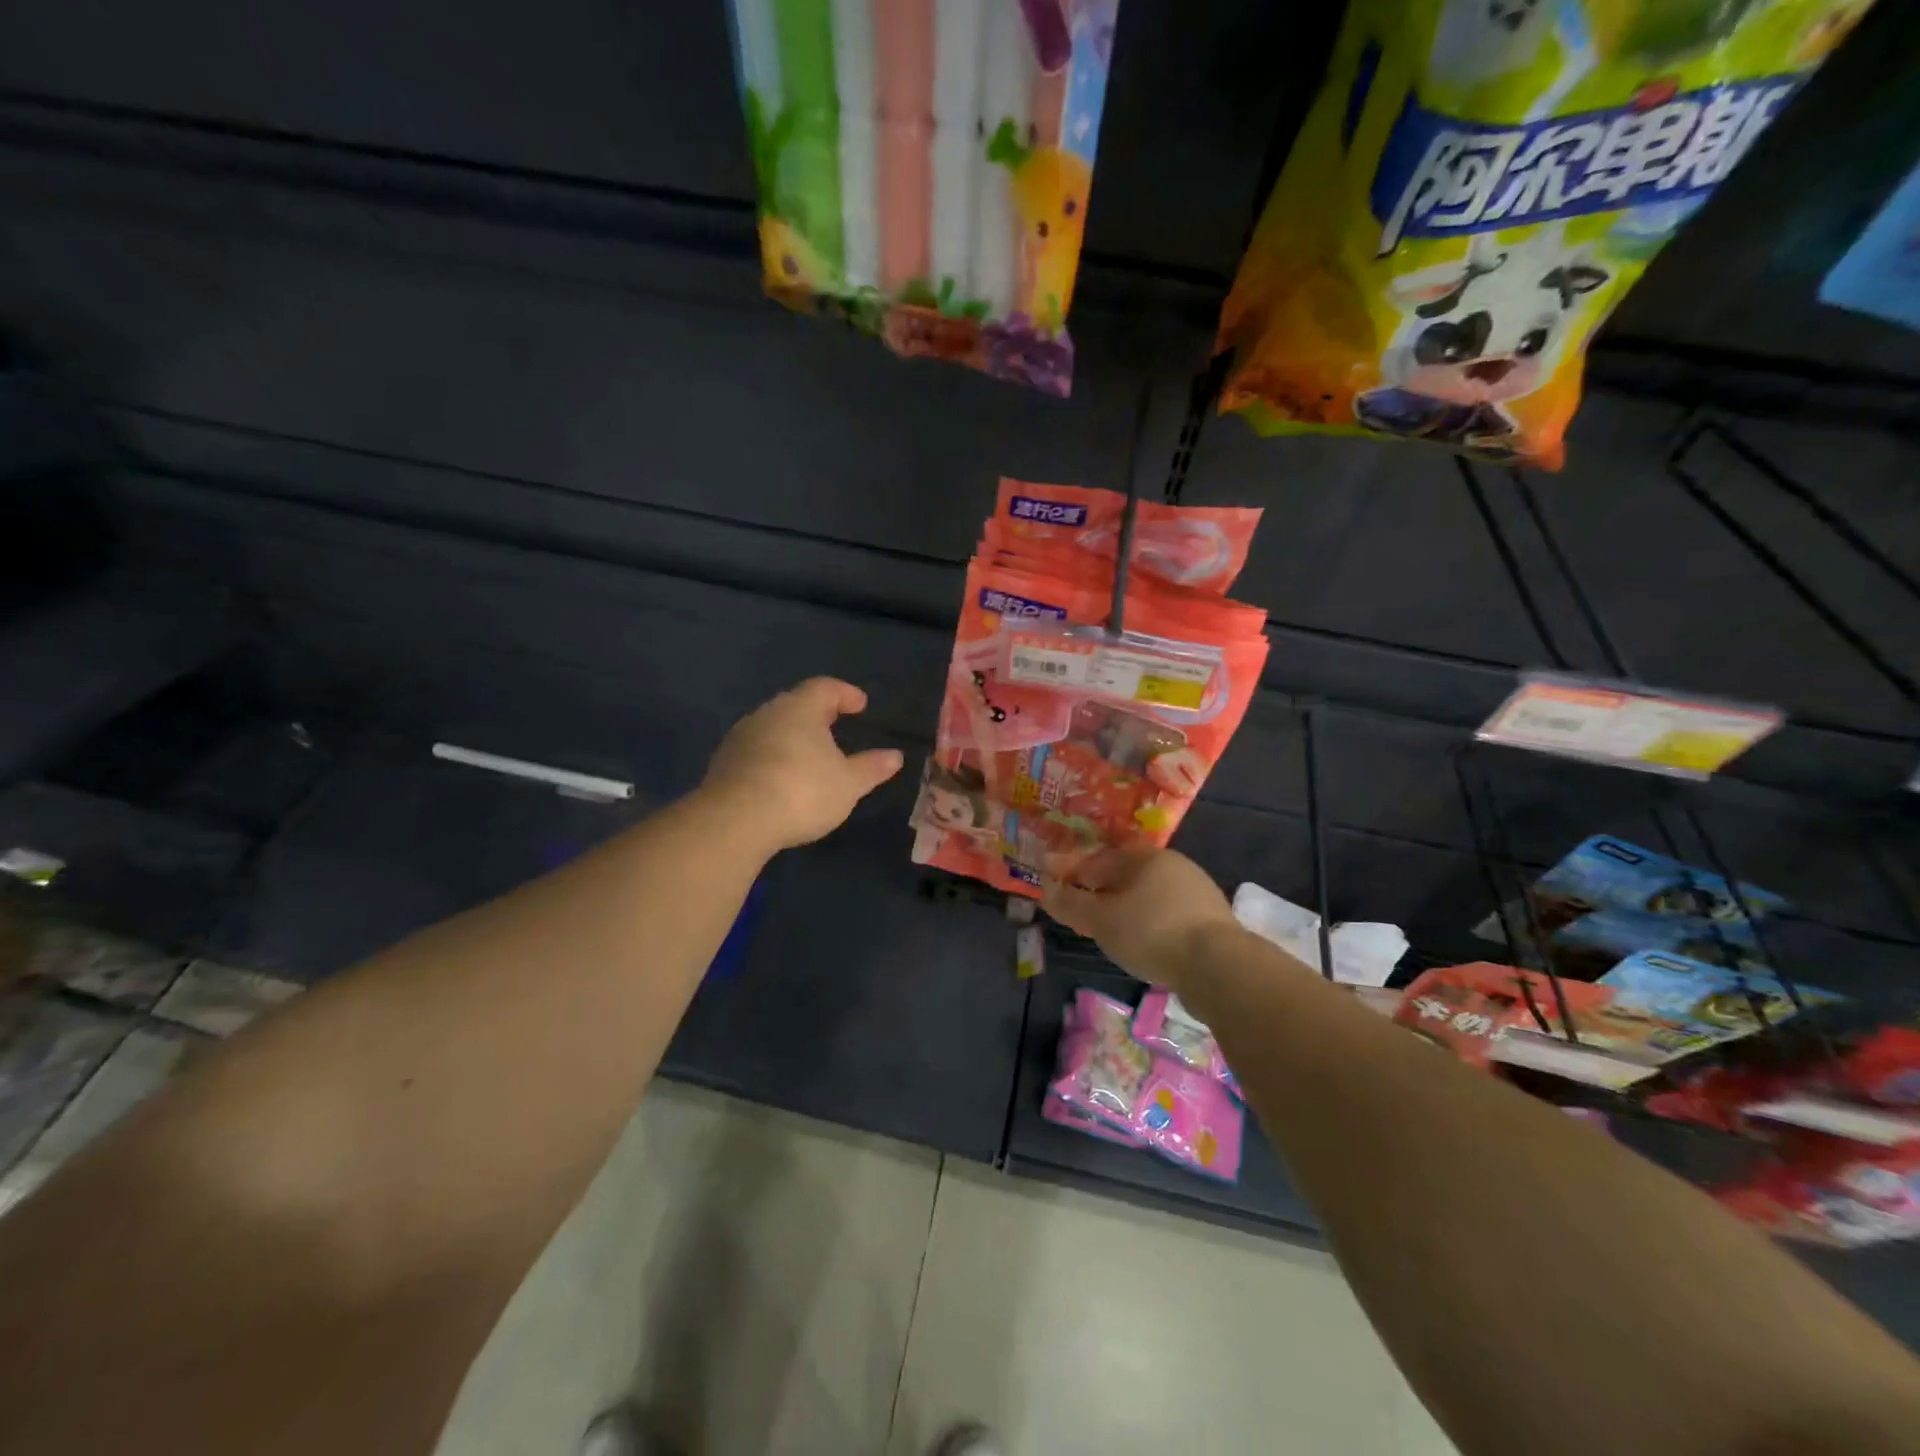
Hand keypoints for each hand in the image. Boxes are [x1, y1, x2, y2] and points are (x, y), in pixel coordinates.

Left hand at [702, 678, 904, 852]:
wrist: (735, 821)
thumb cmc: (802, 791)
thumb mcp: (848, 783)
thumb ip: (871, 767)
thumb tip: (895, 756)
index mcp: (800, 709)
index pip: (824, 687)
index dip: (845, 693)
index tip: (861, 705)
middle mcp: (767, 714)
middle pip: (795, 704)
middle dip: (817, 713)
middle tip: (835, 725)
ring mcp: (740, 738)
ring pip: (773, 727)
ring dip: (792, 736)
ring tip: (810, 755)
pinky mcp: (723, 763)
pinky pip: (756, 750)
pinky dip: (773, 757)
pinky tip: (782, 778)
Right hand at [1043, 848, 1239, 989]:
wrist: (1219, 966)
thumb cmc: (1151, 932)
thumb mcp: (1101, 920)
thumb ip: (1071, 903)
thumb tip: (1044, 888)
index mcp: (1145, 857)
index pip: (1098, 860)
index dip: (1072, 874)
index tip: (1054, 890)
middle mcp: (1173, 865)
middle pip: (1125, 876)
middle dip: (1101, 891)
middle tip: (1082, 914)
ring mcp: (1197, 892)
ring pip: (1148, 896)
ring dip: (1127, 909)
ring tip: (1111, 932)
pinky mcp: (1211, 920)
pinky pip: (1168, 915)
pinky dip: (1150, 924)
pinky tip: (1146, 943)